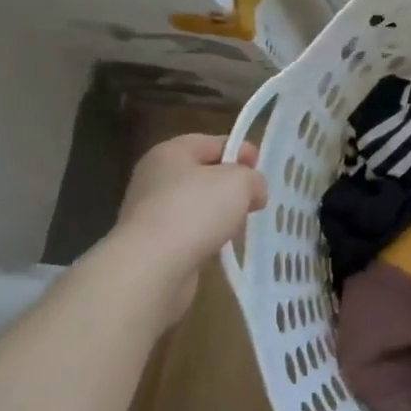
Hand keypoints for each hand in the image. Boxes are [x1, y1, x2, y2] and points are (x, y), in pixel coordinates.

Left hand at [115, 133, 266, 288]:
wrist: (152, 267)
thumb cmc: (196, 210)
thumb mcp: (240, 182)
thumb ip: (253, 179)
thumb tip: (254, 191)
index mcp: (171, 152)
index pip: (211, 142)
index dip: (240, 151)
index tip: (261, 169)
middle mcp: (155, 177)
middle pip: (202, 174)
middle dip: (231, 185)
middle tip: (255, 198)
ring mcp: (150, 212)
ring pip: (196, 205)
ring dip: (219, 214)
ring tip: (241, 225)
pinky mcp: (152, 244)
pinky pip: (188, 233)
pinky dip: (205, 237)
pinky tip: (220, 246)